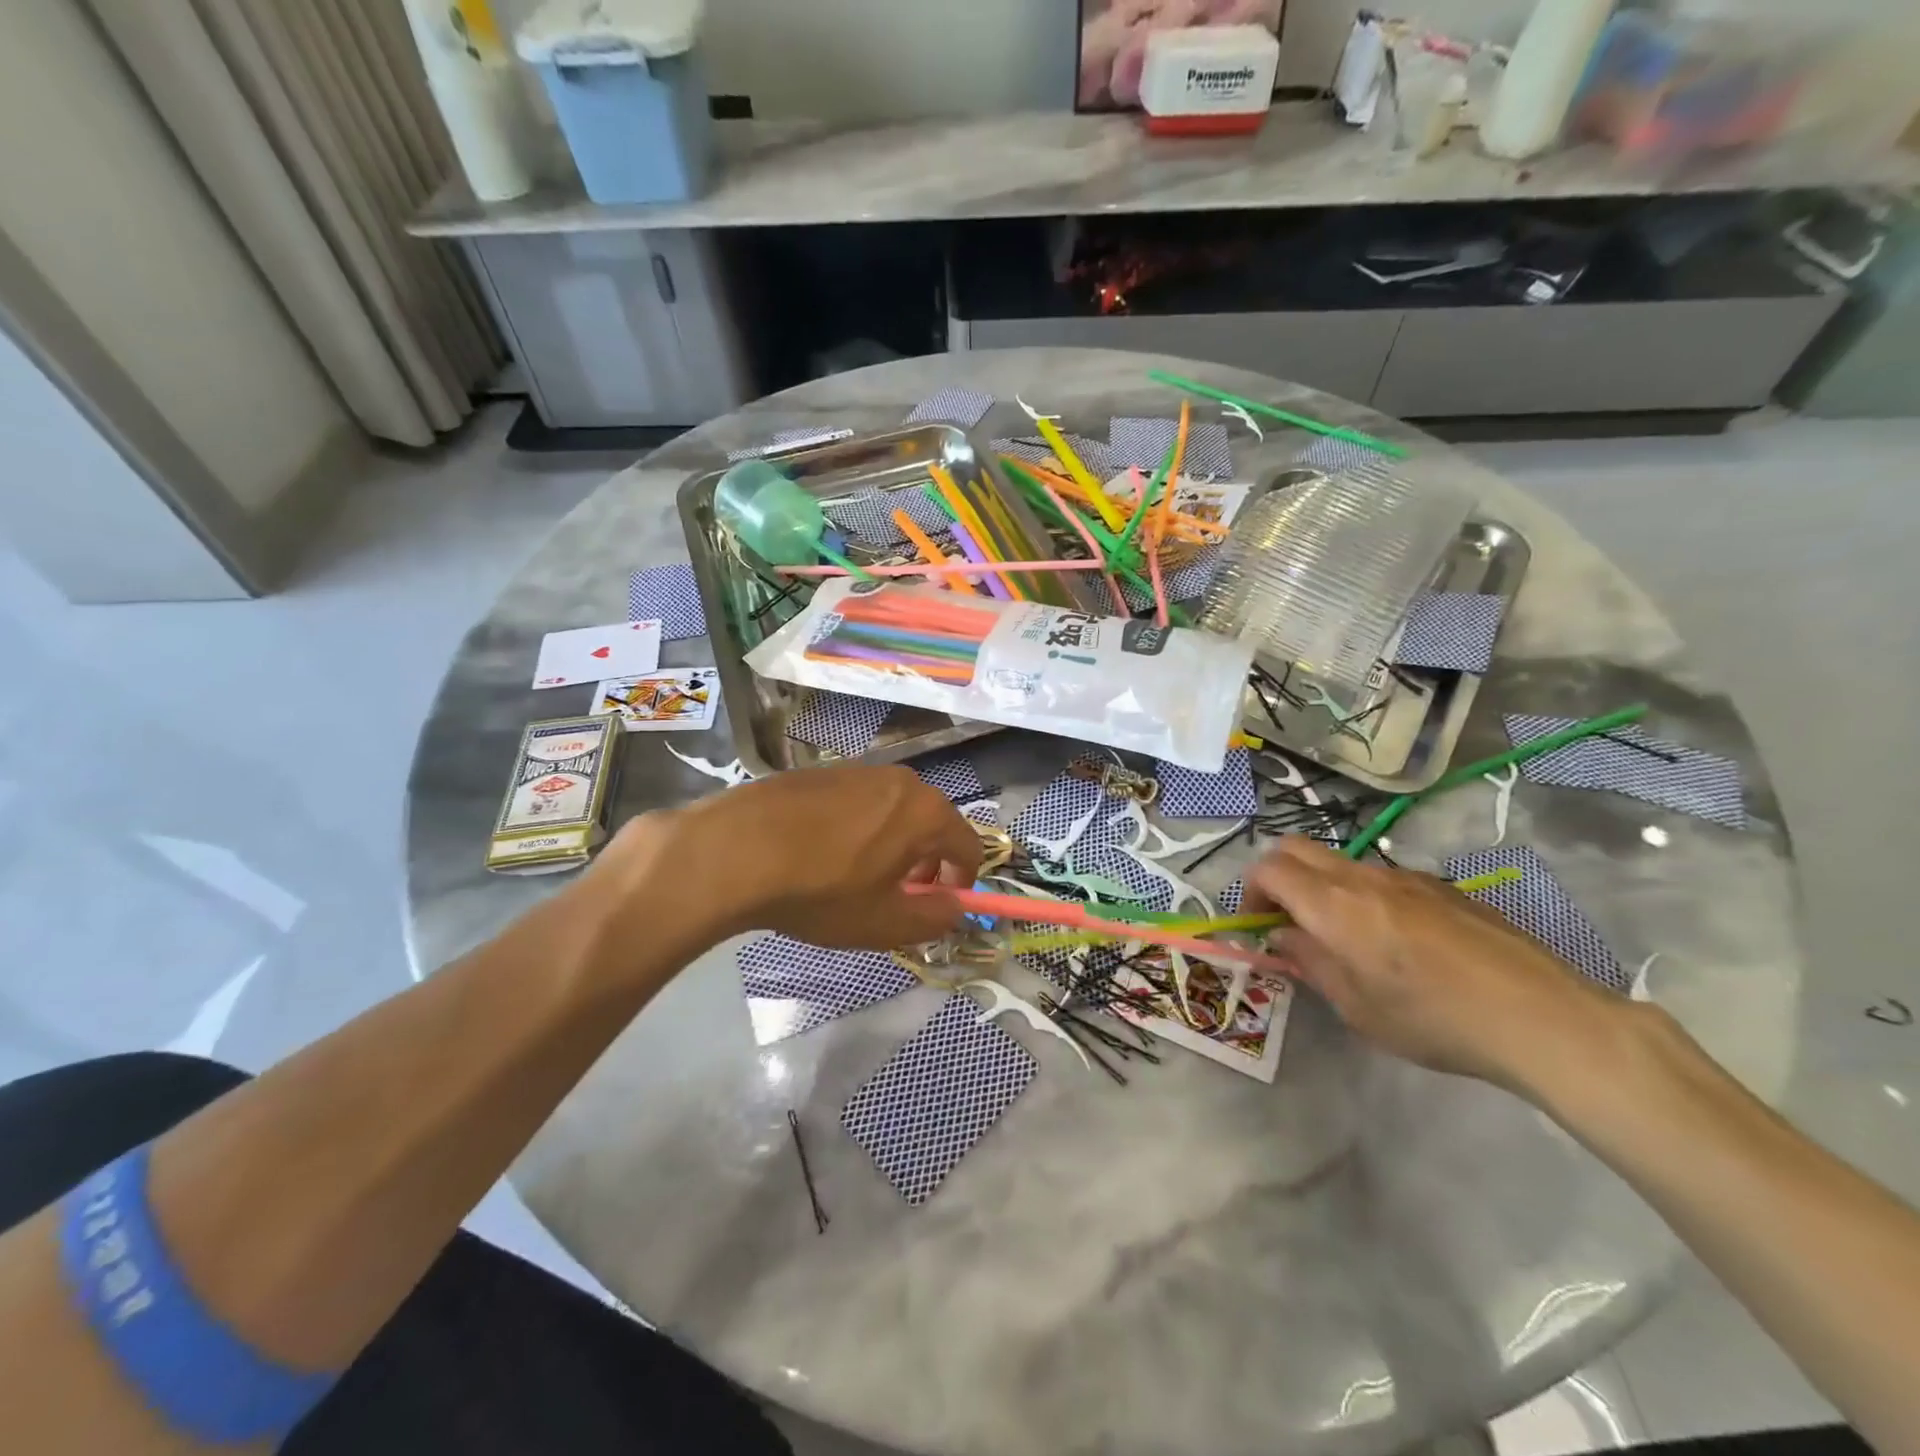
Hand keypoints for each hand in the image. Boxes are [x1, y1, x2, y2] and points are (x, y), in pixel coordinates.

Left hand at [592, 765, 982, 951]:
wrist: (735, 850)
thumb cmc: (821, 891)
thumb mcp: (884, 923)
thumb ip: (933, 919)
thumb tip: (955, 908)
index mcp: (927, 812)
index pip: (969, 846)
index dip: (961, 881)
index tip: (939, 905)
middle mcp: (901, 781)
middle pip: (932, 823)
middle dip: (926, 862)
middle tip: (899, 895)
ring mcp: (859, 770)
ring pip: (895, 811)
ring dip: (892, 844)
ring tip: (857, 878)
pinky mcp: (823, 771)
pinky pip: (860, 802)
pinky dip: (859, 828)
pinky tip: (823, 855)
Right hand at [1244, 837, 1634, 1092]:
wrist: (1542, 1016)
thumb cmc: (1435, 1019)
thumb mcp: (1356, 1007)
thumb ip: (1311, 962)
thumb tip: (1285, 936)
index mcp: (1333, 904)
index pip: (1268, 868)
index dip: (1251, 892)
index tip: (1259, 927)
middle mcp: (1363, 877)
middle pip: (1296, 848)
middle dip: (1278, 877)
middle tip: (1287, 921)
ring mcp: (1406, 876)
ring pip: (1340, 862)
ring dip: (1322, 887)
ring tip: (1344, 938)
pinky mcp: (1441, 887)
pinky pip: (1382, 876)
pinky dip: (1363, 895)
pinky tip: (1397, 942)